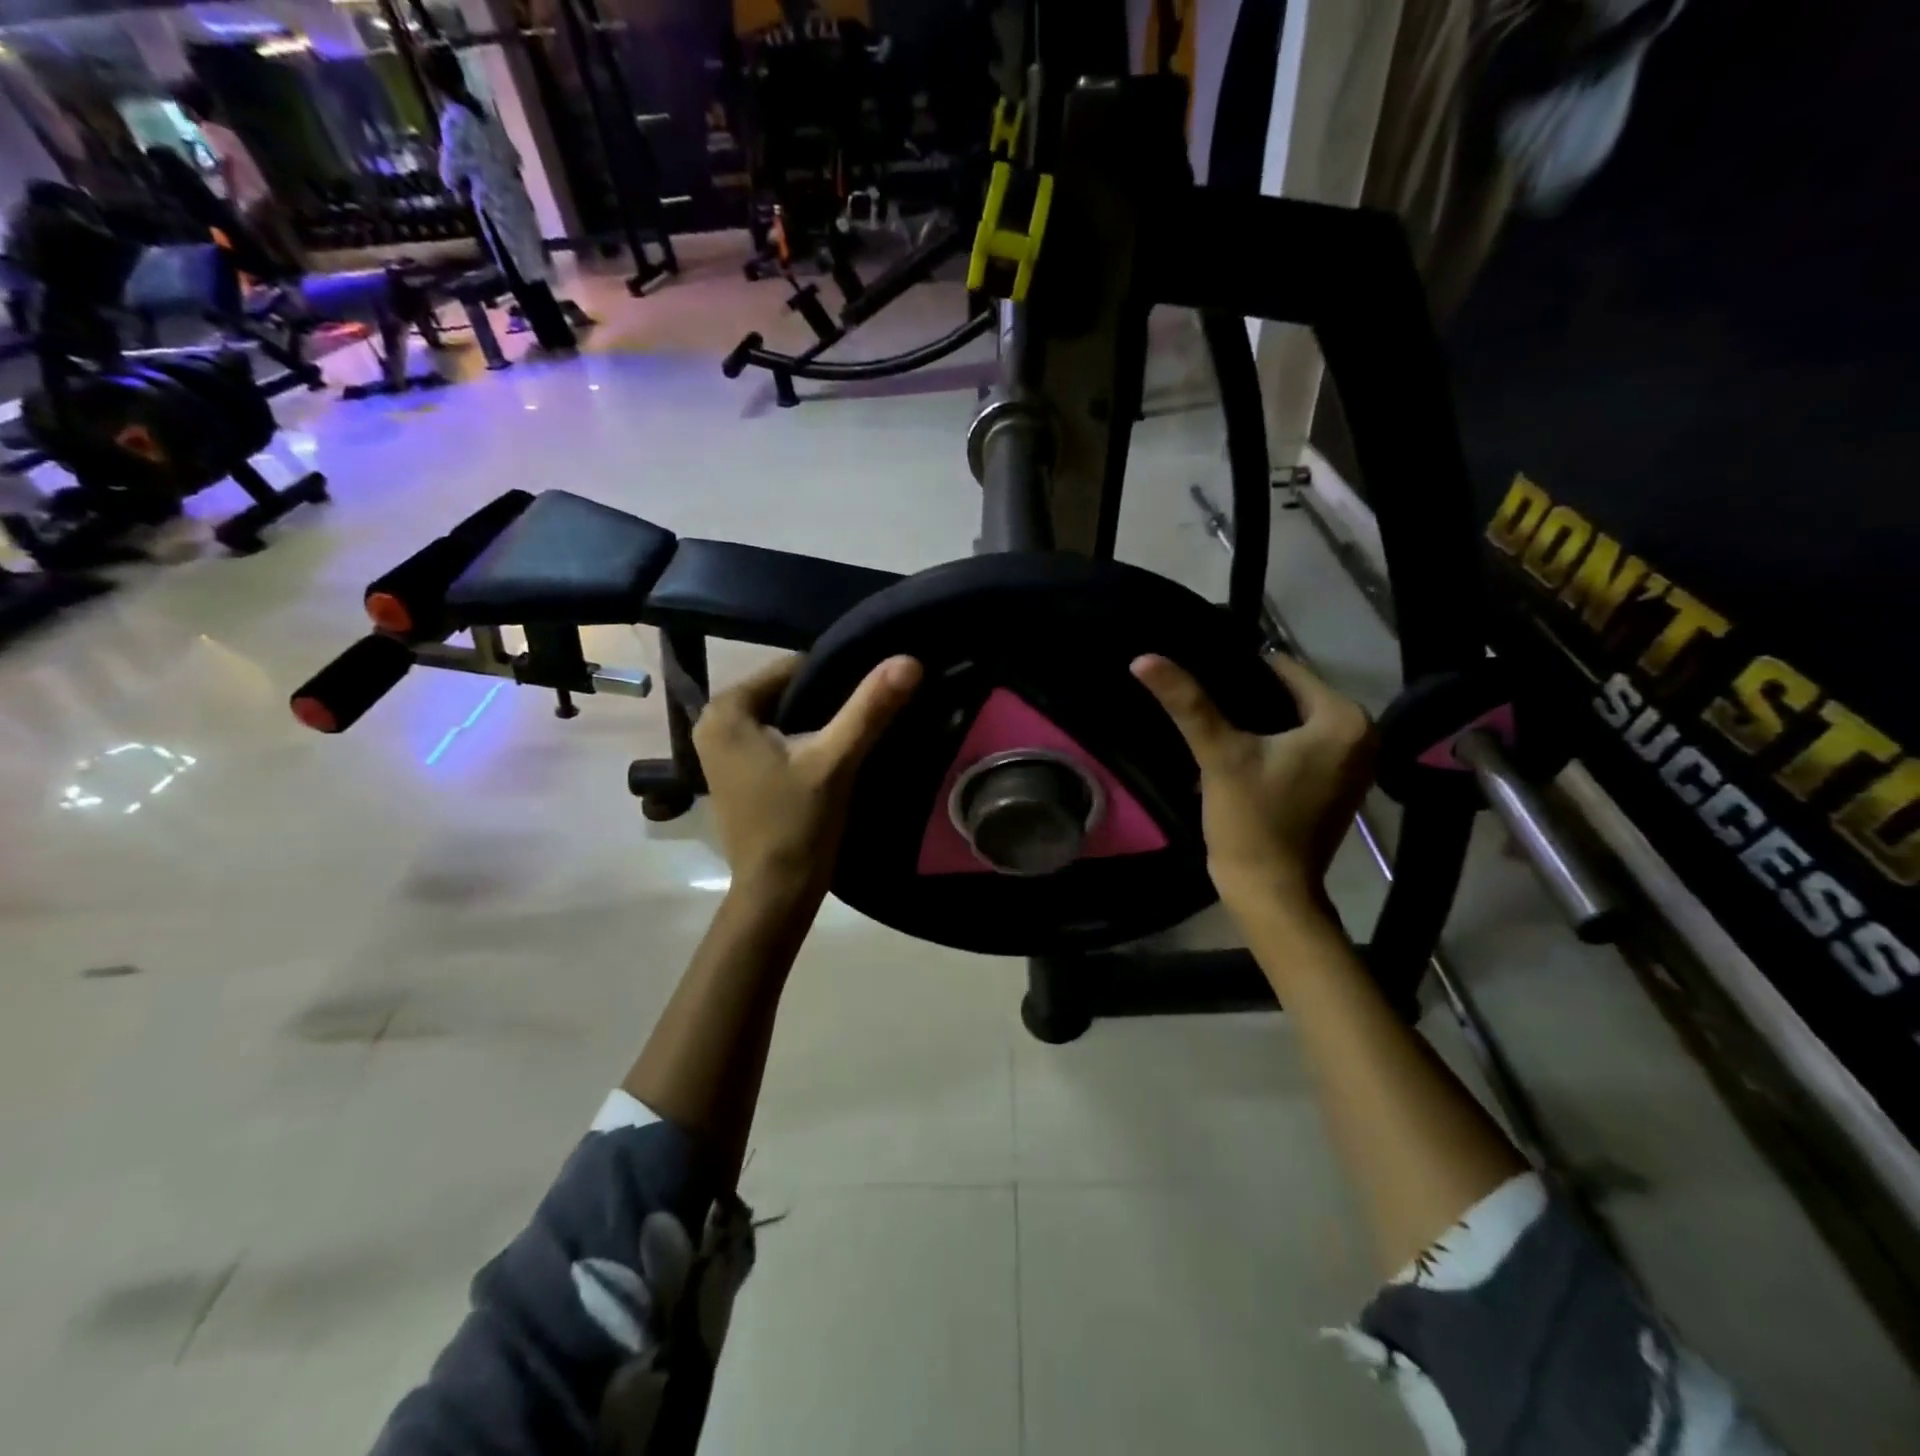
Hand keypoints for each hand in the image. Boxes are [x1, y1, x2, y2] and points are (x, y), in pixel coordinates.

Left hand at [694, 653, 922, 900]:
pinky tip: (829, 756)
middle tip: (867, 716)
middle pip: (787, 691)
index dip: (836, 678)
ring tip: (854, 735)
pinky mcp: (734, 771)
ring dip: (817, 722)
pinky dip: (801, 741)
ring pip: (783, 715)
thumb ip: (869, 708)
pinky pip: (774, 738)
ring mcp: (720, 749)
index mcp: (726, 709)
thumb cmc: (799, 824)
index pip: (793, 667)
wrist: (776, 892)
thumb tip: (909, 660)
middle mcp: (713, 722)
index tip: (869, 696)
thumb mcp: (836, 760)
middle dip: (826, 701)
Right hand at [1131, 651, 1375, 923]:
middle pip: (1289, 697)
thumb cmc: (1252, 819)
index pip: (1285, 671)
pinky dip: (1268, 744)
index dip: (1238, 672)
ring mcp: (1351, 763)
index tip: (1201, 677)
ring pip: (1291, 722)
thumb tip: (1143, 657)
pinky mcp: (1335, 785)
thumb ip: (1186, 702)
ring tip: (1211, 723)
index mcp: (1345, 720)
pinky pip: (1297, 746)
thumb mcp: (1218, 754)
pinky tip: (1234, 750)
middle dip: (1246, 699)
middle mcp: (1361, 736)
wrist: (1269, 891)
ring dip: (1254, 722)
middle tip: (1200, 703)